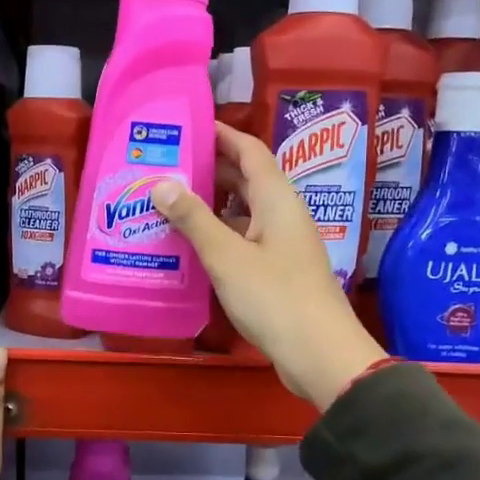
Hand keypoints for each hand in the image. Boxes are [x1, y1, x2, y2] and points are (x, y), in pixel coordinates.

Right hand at [151, 122, 386, 410]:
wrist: (318, 353)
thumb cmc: (274, 297)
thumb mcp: (226, 256)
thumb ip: (194, 219)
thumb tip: (161, 183)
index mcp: (277, 199)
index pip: (249, 150)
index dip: (220, 134)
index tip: (186, 126)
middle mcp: (282, 214)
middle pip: (245, 179)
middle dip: (208, 168)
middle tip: (164, 165)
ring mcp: (281, 243)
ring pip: (242, 212)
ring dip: (209, 205)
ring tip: (167, 202)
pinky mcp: (277, 270)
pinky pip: (243, 239)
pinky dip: (217, 235)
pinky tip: (189, 244)